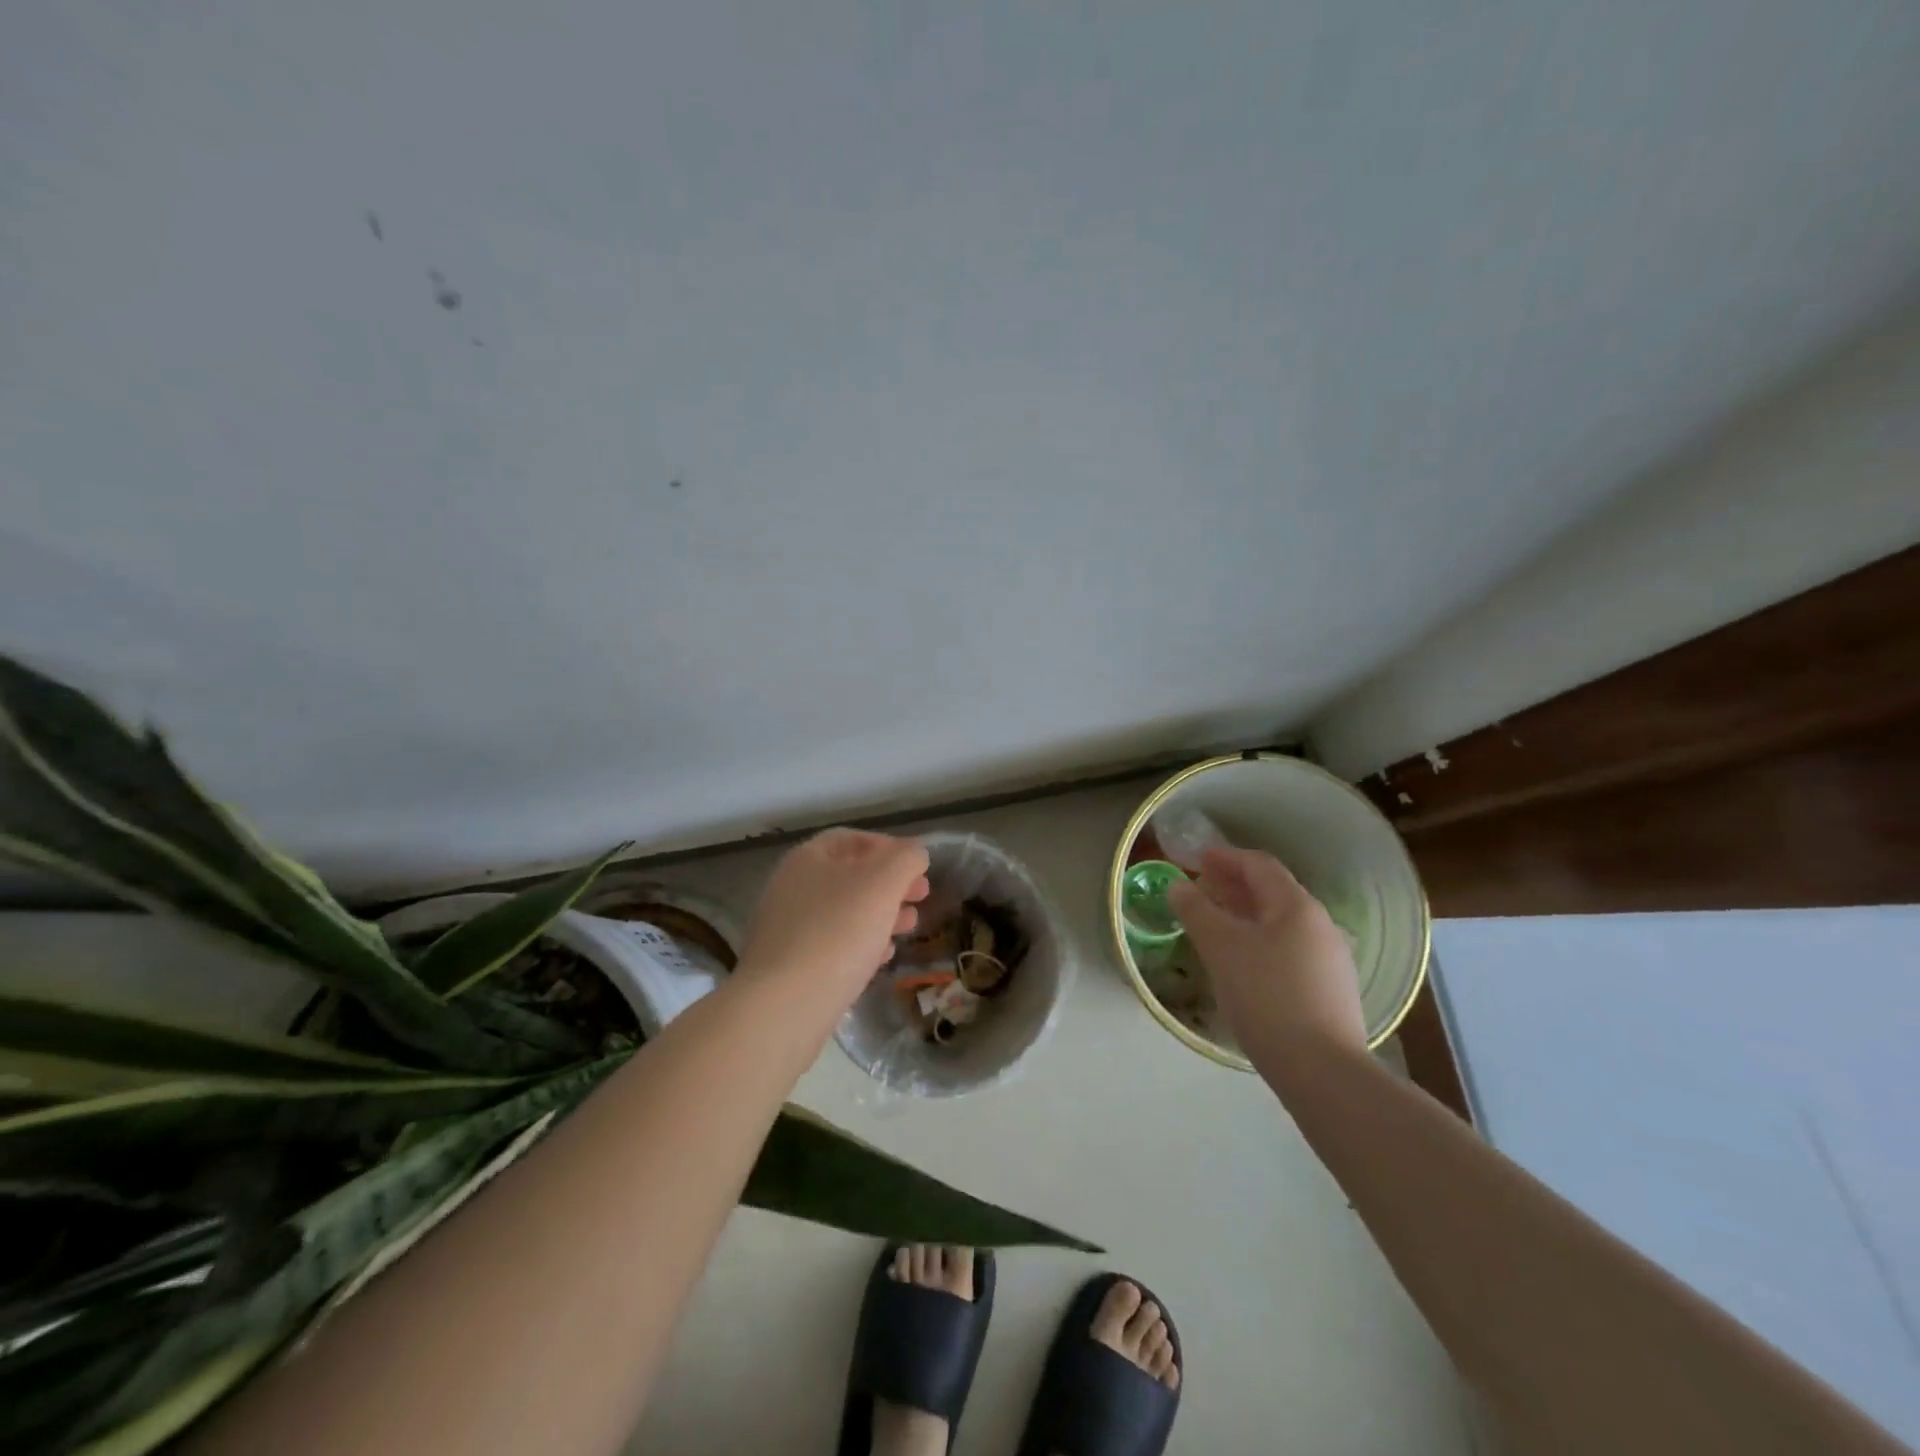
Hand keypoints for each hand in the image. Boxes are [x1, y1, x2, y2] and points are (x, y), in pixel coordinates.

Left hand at [737, 829, 930, 1006]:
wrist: (784, 1007)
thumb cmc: (838, 932)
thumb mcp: (883, 883)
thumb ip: (905, 859)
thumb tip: (915, 853)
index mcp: (807, 859)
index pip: (851, 839)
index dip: (888, 846)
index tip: (918, 866)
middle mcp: (791, 888)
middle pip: (850, 876)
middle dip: (890, 884)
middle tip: (921, 896)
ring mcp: (787, 929)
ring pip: (843, 912)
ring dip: (880, 914)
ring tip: (909, 927)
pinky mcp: (790, 967)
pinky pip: (832, 945)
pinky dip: (861, 944)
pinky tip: (882, 958)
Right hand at [1167, 848, 1366, 1070]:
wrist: (1322, 1070)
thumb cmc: (1266, 995)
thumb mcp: (1220, 947)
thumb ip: (1196, 911)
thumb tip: (1179, 886)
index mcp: (1297, 906)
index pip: (1259, 865)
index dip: (1226, 857)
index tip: (1197, 859)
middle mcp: (1320, 924)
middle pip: (1273, 892)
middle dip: (1234, 886)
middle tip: (1201, 891)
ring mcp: (1330, 959)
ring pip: (1281, 923)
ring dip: (1246, 915)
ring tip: (1216, 926)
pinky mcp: (1331, 990)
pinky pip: (1289, 949)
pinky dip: (1260, 941)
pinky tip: (1242, 963)